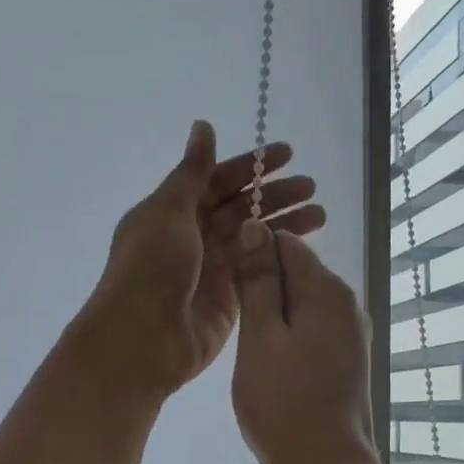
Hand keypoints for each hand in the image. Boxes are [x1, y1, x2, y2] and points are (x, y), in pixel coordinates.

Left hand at [75, 120, 326, 401]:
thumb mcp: (169, 210)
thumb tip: (203, 125)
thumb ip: (193, 171)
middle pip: (239, 208)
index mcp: (172, 211)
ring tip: (320, 213)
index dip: (251, 166)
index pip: (217, 180)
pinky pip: (257, 269)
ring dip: (284, 223)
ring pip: (252, 238)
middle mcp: (192, 237)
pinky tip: (303, 246)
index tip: (288, 154)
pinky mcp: (228, 298)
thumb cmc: (150, 267)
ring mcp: (211, 269)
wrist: (143, 339)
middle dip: (274, 195)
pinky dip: (277, 256)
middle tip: (311, 187)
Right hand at [230, 217, 385, 463]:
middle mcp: (347, 304)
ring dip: (271, 313)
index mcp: (327, 290)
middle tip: (229, 316)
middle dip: (261, 284)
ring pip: (301, 304)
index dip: (250, 251)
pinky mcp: (347, 360)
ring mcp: (351, 334)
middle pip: (296, 272)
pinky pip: (311, 330)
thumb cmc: (283, 403)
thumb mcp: (260, 337)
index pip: (285, 243)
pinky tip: (267, 361)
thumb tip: (256, 227)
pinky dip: (286, 335)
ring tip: (244, 342)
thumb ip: (258, 282)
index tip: (222, 278)